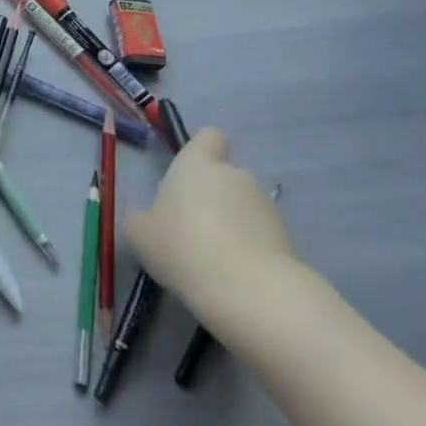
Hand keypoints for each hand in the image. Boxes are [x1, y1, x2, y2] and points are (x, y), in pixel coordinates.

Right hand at [121, 128, 298, 324]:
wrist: (248, 289)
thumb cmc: (181, 246)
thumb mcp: (138, 233)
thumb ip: (141, 217)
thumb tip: (147, 218)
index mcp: (198, 164)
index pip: (209, 136)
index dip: (200, 150)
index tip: (187, 173)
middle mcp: (236, 175)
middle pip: (225, 175)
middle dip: (212, 195)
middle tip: (190, 226)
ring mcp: (266, 205)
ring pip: (243, 205)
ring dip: (231, 221)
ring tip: (213, 256)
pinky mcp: (287, 237)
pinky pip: (260, 234)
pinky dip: (249, 247)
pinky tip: (233, 272)